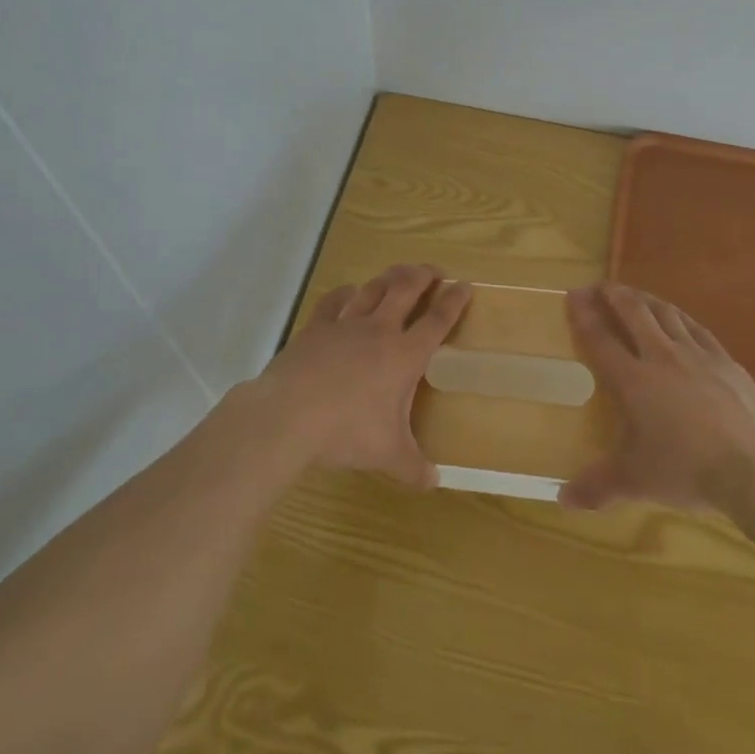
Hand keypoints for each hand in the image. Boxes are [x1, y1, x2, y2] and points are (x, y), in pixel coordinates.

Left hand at [255, 263, 469, 488]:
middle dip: (423, 275)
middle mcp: (379, 331)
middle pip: (406, 289)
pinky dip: (346, 292)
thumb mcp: (387, 455)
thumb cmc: (346, 432)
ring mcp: (345, 324)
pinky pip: (335, 300)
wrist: (289, 415)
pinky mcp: (316, 327)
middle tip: (434, 271)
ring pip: (373, 288)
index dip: (454, 301)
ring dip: (389, 277)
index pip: (437, 321)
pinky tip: (349, 292)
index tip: (465, 285)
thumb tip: (434, 483)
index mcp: (404, 355)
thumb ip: (413, 467)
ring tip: (399, 273)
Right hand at [560, 282, 754, 511]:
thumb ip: (598, 487)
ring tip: (633, 294)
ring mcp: (696, 354)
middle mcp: (661, 356)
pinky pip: (695, 327)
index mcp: (633, 380)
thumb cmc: (688, 471)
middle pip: (633, 312)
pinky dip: (678, 316)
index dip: (583, 314)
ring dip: (644, 298)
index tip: (572, 295)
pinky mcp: (725, 360)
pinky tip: (677, 318)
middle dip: (613, 294)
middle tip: (599, 287)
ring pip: (665, 313)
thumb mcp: (637, 481)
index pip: (600, 338)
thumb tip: (563, 500)